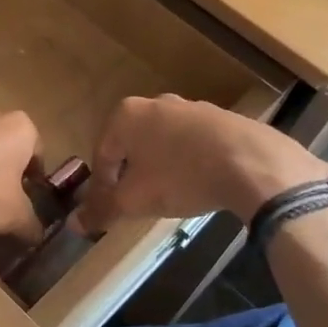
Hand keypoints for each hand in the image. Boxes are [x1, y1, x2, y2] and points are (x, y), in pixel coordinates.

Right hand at [72, 95, 327, 233]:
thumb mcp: (136, 200)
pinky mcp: (222, 117)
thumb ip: (102, 210)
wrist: (253, 163)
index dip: (102, 186)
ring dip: (160, 166)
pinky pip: (193, 142)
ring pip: (163, 141)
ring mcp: (191, 106)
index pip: (101, 154)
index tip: (110, 210)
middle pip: (131, 144)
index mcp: (125, 115)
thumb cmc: (181, 177)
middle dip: (131, 174)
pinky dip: (190, 161)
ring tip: (171, 195)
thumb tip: (74, 224)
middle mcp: (155, 102)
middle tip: (138, 202)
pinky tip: (201, 183)